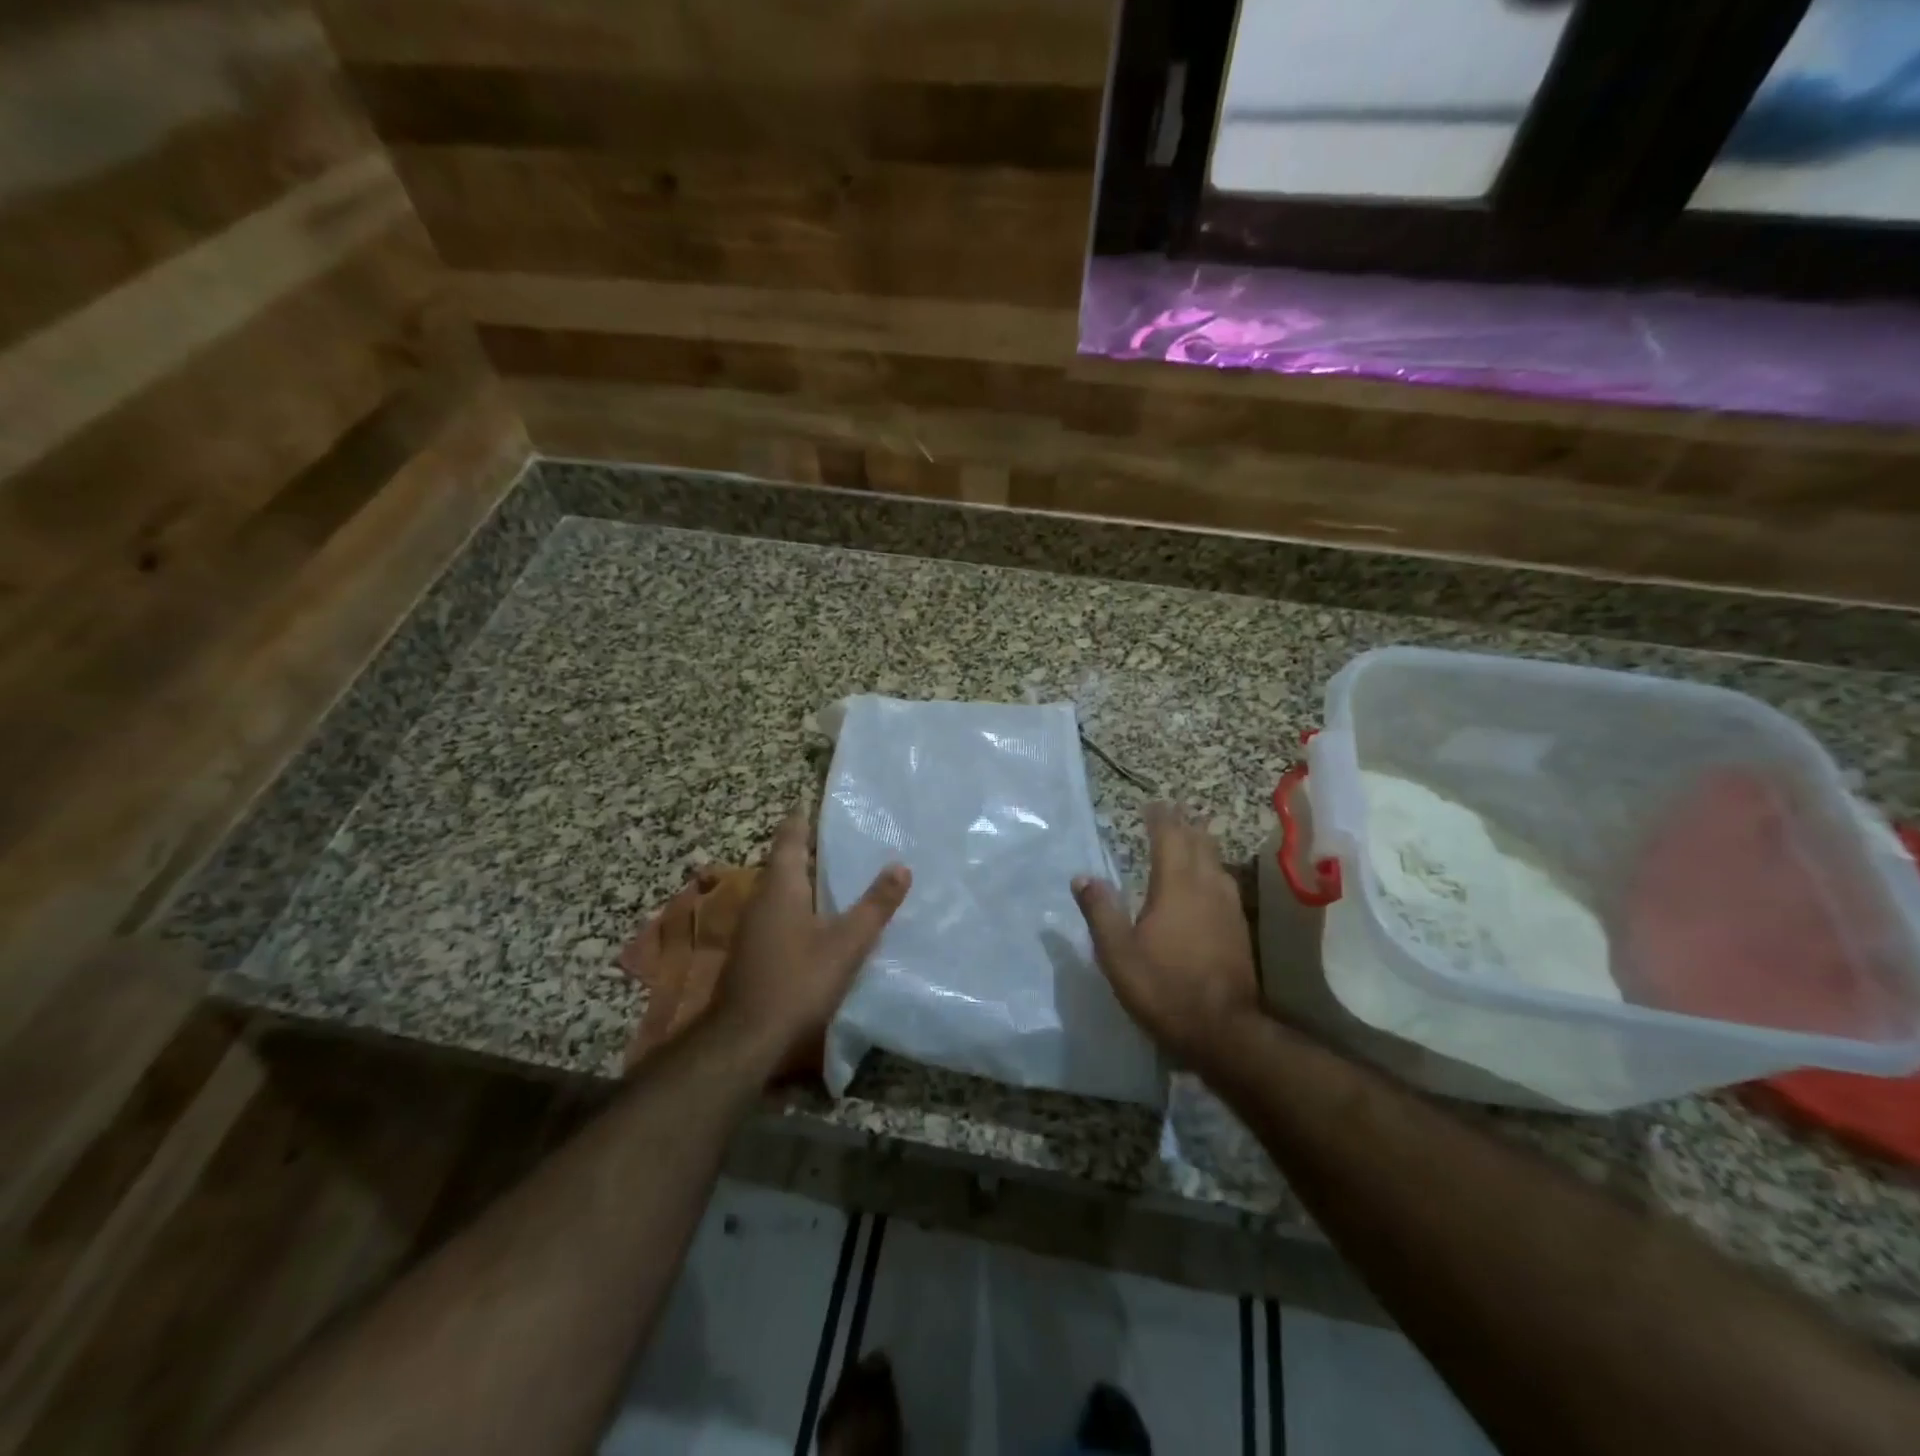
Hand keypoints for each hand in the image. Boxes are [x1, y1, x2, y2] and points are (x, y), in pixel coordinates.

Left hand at [711, 813, 910, 1070]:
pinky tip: (820, 920)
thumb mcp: (847, 944)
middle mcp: (762, 898)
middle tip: (843, 838)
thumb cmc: (797, 981)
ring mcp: (753, 927)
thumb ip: (875, 905)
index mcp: (781, 885)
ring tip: (839, 875)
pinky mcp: (754, 951)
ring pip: (781, 890)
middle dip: (809, 849)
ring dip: (805, 880)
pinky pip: (779, 914)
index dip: (802, 818)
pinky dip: (800, 906)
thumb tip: (901, 866)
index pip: (789, 837)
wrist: (745, 1038)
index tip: (817, 803)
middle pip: (784, 862)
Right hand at [1072, 801, 1261, 1069]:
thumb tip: (1083, 877)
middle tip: (1172, 810)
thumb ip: (1100, 911)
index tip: (1151, 804)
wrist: (1224, 1030)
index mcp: (1176, 886)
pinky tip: (1208, 880)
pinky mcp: (1240, 928)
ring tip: (1190, 836)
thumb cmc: (1164, 988)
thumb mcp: (1118, 954)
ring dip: (1202, 843)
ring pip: (1216, 861)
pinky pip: (1225, 881)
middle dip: (1184, 823)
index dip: (1160, 818)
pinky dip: (1212, 868)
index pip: (1169, 837)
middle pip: (1199, 842)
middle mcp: (1207, 887)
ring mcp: (1230, 907)